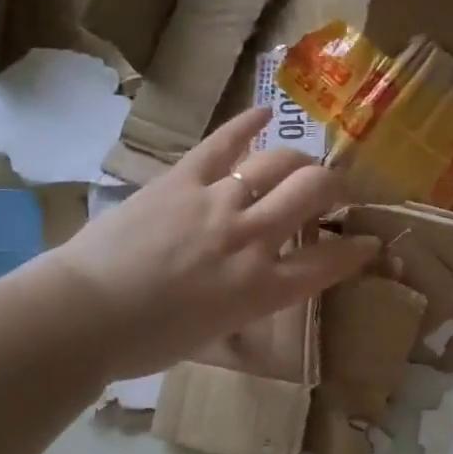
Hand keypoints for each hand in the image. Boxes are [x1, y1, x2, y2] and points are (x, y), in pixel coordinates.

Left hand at [51, 108, 376, 380]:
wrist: (82, 316)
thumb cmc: (148, 342)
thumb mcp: (217, 331)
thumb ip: (250, 301)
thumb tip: (261, 282)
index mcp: (262, 288)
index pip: (329, 262)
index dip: (357, 250)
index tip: (369, 242)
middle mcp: (251, 238)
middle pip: (313, 192)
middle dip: (333, 187)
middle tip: (330, 191)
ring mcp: (217, 202)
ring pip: (278, 161)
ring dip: (298, 159)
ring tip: (299, 163)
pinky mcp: (182, 179)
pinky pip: (223, 143)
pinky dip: (246, 124)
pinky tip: (264, 112)